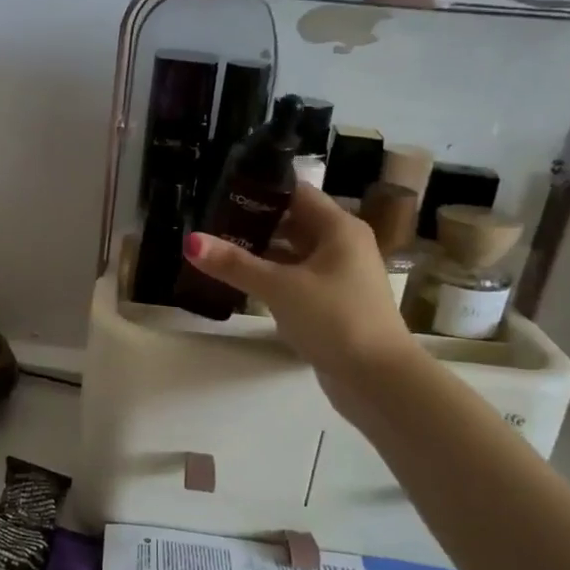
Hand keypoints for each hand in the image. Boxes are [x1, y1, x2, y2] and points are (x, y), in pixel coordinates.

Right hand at [183, 185, 419, 379]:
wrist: (378, 378)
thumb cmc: (335, 319)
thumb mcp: (279, 288)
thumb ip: (235, 264)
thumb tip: (191, 241)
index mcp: (339, 228)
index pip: (296, 193)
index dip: (260, 190)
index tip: (221, 192)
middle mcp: (343, 245)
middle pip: (293, 222)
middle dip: (254, 223)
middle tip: (210, 223)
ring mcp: (340, 276)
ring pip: (294, 254)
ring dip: (261, 253)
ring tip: (218, 251)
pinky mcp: (334, 303)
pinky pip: (297, 279)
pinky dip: (272, 278)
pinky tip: (242, 284)